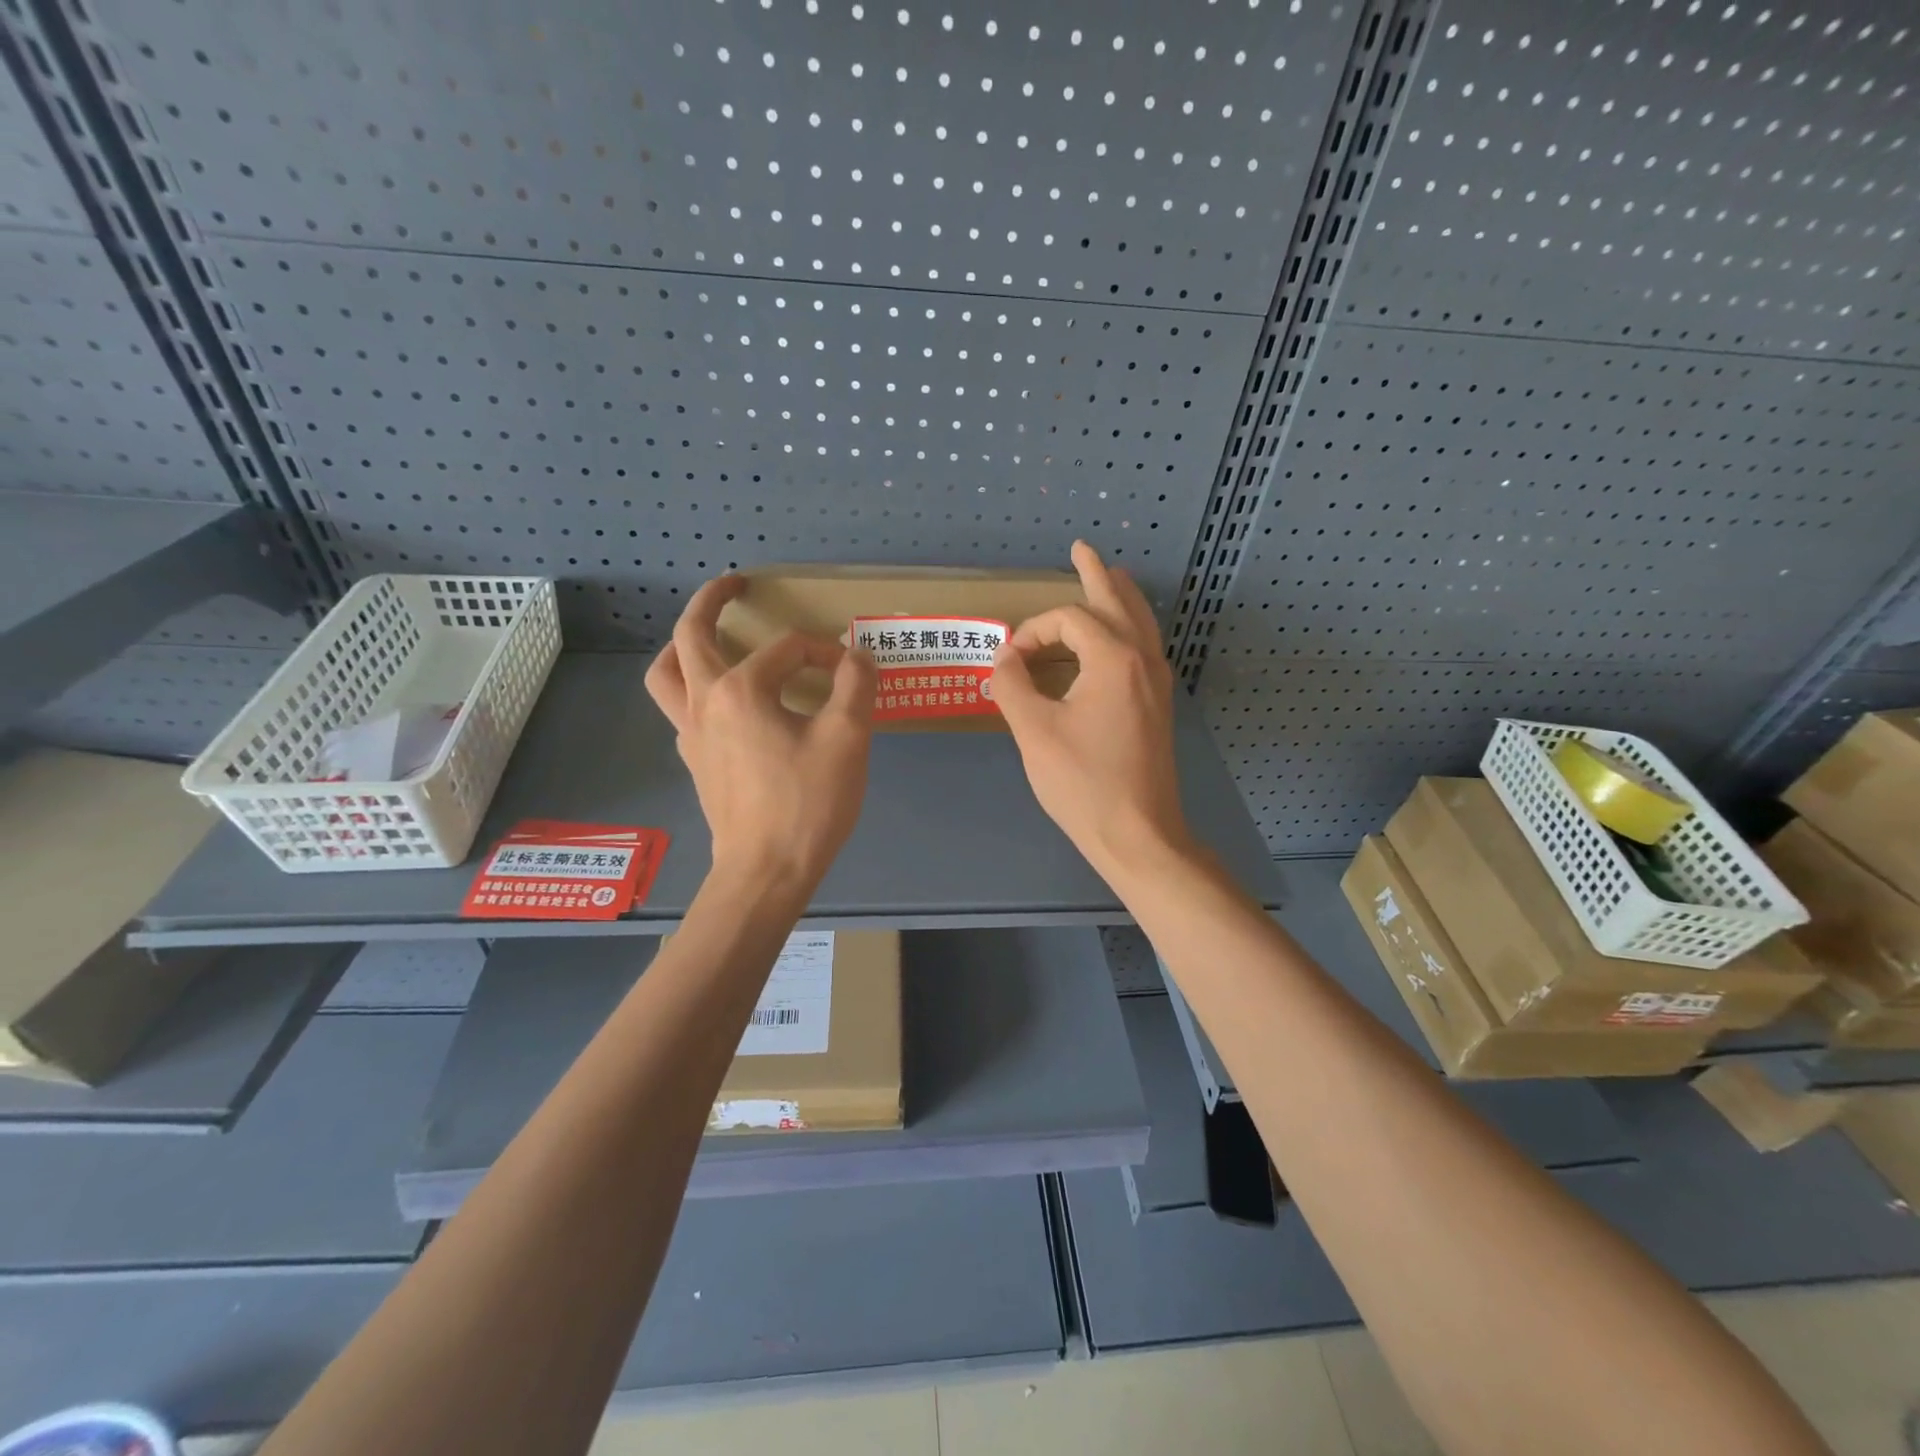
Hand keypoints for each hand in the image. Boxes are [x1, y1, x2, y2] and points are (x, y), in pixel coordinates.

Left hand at [646, 576, 876, 894]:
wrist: (766, 871)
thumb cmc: (807, 803)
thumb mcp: (847, 739)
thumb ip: (855, 686)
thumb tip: (857, 657)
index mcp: (741, 690)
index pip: (788, 649)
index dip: (826, 653)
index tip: (853, 674)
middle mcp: (705, 703)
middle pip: (690, 636)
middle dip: (711, 602)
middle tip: (734, 584)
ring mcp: (691, 735)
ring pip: (667, 675)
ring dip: (683, 647)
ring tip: (706, 639)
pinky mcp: (695, 762)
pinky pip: (682, 709)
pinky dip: (696, 689)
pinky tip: (727, 703)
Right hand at [990, 542, 1190, 880]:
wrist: (1139, 834)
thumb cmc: (1083, 784)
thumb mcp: (1033, 732)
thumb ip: (1012, 684)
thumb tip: (1004, 658)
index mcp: (1113, 658)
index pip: (1067, 619)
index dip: (1032, 631)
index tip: (1009, 662)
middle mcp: (1142, 660)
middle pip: (1118, 601)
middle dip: (1096, 573)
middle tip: (1082, 548)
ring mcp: (1156, 683)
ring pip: (1140, 623)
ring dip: (1119, 596)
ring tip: (1109, 576)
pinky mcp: (1157, 705)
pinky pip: (1143, 648)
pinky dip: (1127, 627)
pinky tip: (1114, 638)